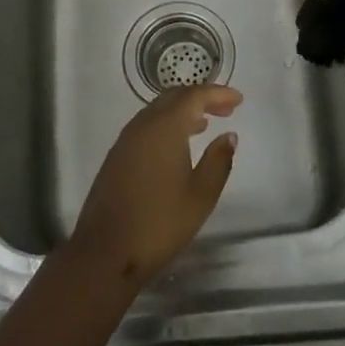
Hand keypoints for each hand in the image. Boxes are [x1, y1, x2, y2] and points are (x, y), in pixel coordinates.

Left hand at [67, 85, 240, 288]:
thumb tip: (228, 135)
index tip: (238, 99)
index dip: (217, 93)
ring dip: (182, 111)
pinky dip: (166, 124)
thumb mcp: (201, 195)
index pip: (194, 96)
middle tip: (225, 109)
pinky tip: (177, 144)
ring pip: (157, 110)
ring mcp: (126, 140)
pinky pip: (146, 126)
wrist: (106, 251)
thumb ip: (218, 160)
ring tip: (205, 123)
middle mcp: (142, 125)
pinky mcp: (117, 156)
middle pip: (173, 97)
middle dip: (200, 98)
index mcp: (164, 128)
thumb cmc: (160, 223)